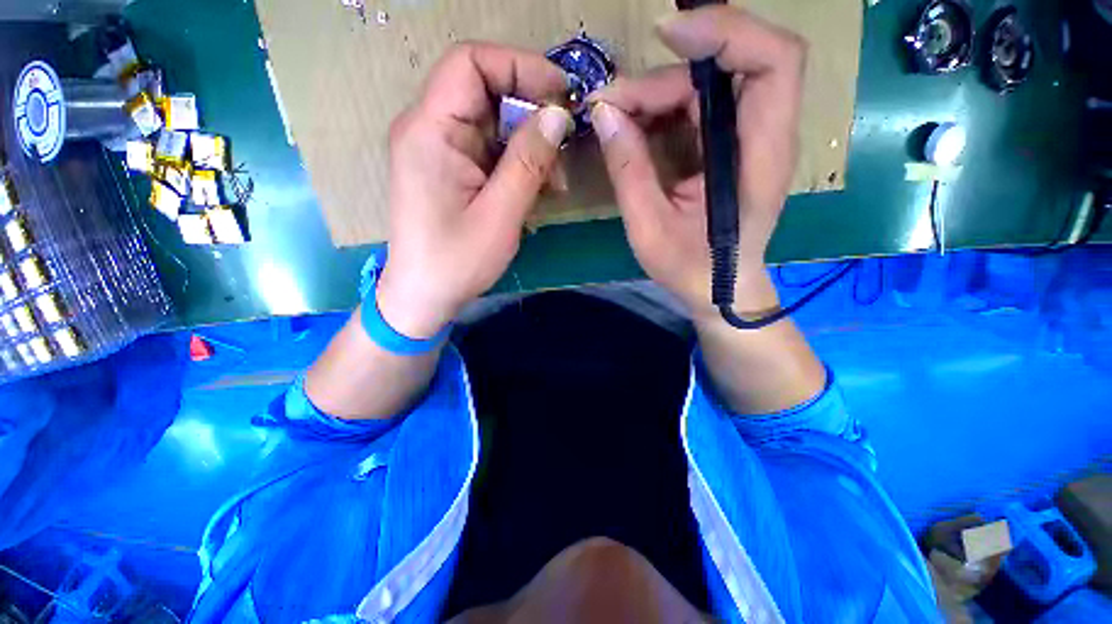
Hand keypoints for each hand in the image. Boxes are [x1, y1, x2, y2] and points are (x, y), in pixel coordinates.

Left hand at [377, 43, 571, 337]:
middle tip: (563, 150)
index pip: (471, 63)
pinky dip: (518, 163)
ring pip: (493, 124)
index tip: (561, 96)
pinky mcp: (452, 171)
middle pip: (486, 92)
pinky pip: (490, 151)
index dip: (519, 66)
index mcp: (430, 131)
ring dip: (529, 145)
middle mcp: (429, 130)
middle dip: (531, 114)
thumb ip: (528, 161)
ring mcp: (440, 151)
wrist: (424, 296)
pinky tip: (536, 189)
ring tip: (553, 183)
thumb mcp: (500, 215)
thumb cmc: (456, 262)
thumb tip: (558, 114)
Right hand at [589, 6, 805, 320]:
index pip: (773, 62)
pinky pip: (698, 107)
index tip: (666, 35)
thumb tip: (605, 115)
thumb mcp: (649, 229)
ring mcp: (746, 139)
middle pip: (730, 67)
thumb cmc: (691, 269)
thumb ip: (629, 172)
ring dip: (658, 92)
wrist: (719, 288)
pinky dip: (662, 108)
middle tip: (613, 105)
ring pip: (709, 84)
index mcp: (760, 157)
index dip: (726, 31)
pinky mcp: (727, 146)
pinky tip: (633, 129)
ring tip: (615, 118)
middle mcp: (764, 136)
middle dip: (666, 75)